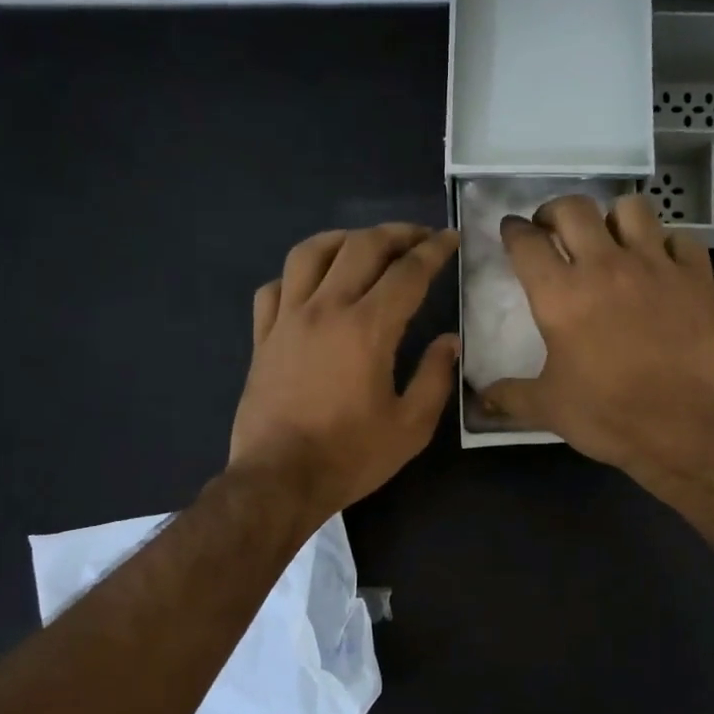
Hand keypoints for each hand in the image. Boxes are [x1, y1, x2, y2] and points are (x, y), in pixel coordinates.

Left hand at [229, 224, 459, 521]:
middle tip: (418, 238)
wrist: (279, 479)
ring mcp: (287, 320)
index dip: (434, 250)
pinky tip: (311, 286)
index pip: (407, 272)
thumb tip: (449, 341)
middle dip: (395, 234)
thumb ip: (435, 378)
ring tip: (364, 245)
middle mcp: (325, 309)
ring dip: (343, 239)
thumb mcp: (410, 427)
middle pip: (361, 246)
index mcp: (368, 328)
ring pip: (310, 253)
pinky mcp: (262, 338)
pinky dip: (297, 276)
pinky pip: (275, 288)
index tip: (451, 238)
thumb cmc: (350, 456)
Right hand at [481, 194, 713, 473]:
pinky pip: (680, 239)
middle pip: (573, 209)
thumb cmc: (608, 415)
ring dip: (612, 218)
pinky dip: (666, 245)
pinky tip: (660, 265)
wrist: (684, 426)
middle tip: (552, 229)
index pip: (527, 242)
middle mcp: (605, 266)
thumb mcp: (548, 409)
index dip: (514, 230)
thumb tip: (480, 399)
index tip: (512, 230)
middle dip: (555, 211)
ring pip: (630, 209)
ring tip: (609, 239)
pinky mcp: (696, 277)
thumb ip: (510, 396)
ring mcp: (655, 265)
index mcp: (560, 295)